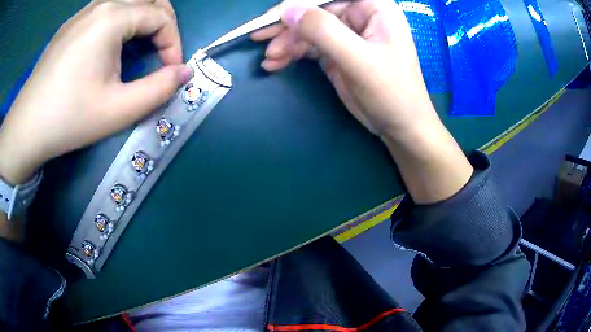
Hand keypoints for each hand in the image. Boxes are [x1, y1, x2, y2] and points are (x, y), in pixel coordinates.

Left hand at [0, 0, 192, 184]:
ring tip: (140, 46)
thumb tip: (185, 72)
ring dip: (143, 18)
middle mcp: (101, 4)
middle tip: (162, 52)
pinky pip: (107, 9)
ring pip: (128, 1)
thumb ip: (159, 89)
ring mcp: (83, 12)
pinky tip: (111, 45)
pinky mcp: (72, 24)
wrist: (26, 128)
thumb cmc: (69, 118)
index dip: (174, 43)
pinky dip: (121, 20)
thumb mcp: (118, 110)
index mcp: (113, 16)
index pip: (161, 16)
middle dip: (163, 23)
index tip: (171, 71)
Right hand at [251, 0, 437, 137]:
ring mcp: (346, 33)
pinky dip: (291, 52)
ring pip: (308, 27)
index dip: (301, 2)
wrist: (400, 127)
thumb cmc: (392, 92)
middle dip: (289, 25)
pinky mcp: (337, 51)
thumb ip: (324, 31)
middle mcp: (359, 15)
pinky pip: (308, 45)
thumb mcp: (359, 60)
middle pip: (315, 9)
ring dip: (286, 41)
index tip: (277, 15)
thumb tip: (287, 10)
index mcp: (373, 7)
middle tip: (261, 38)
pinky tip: (276, 62)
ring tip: (270, 59)